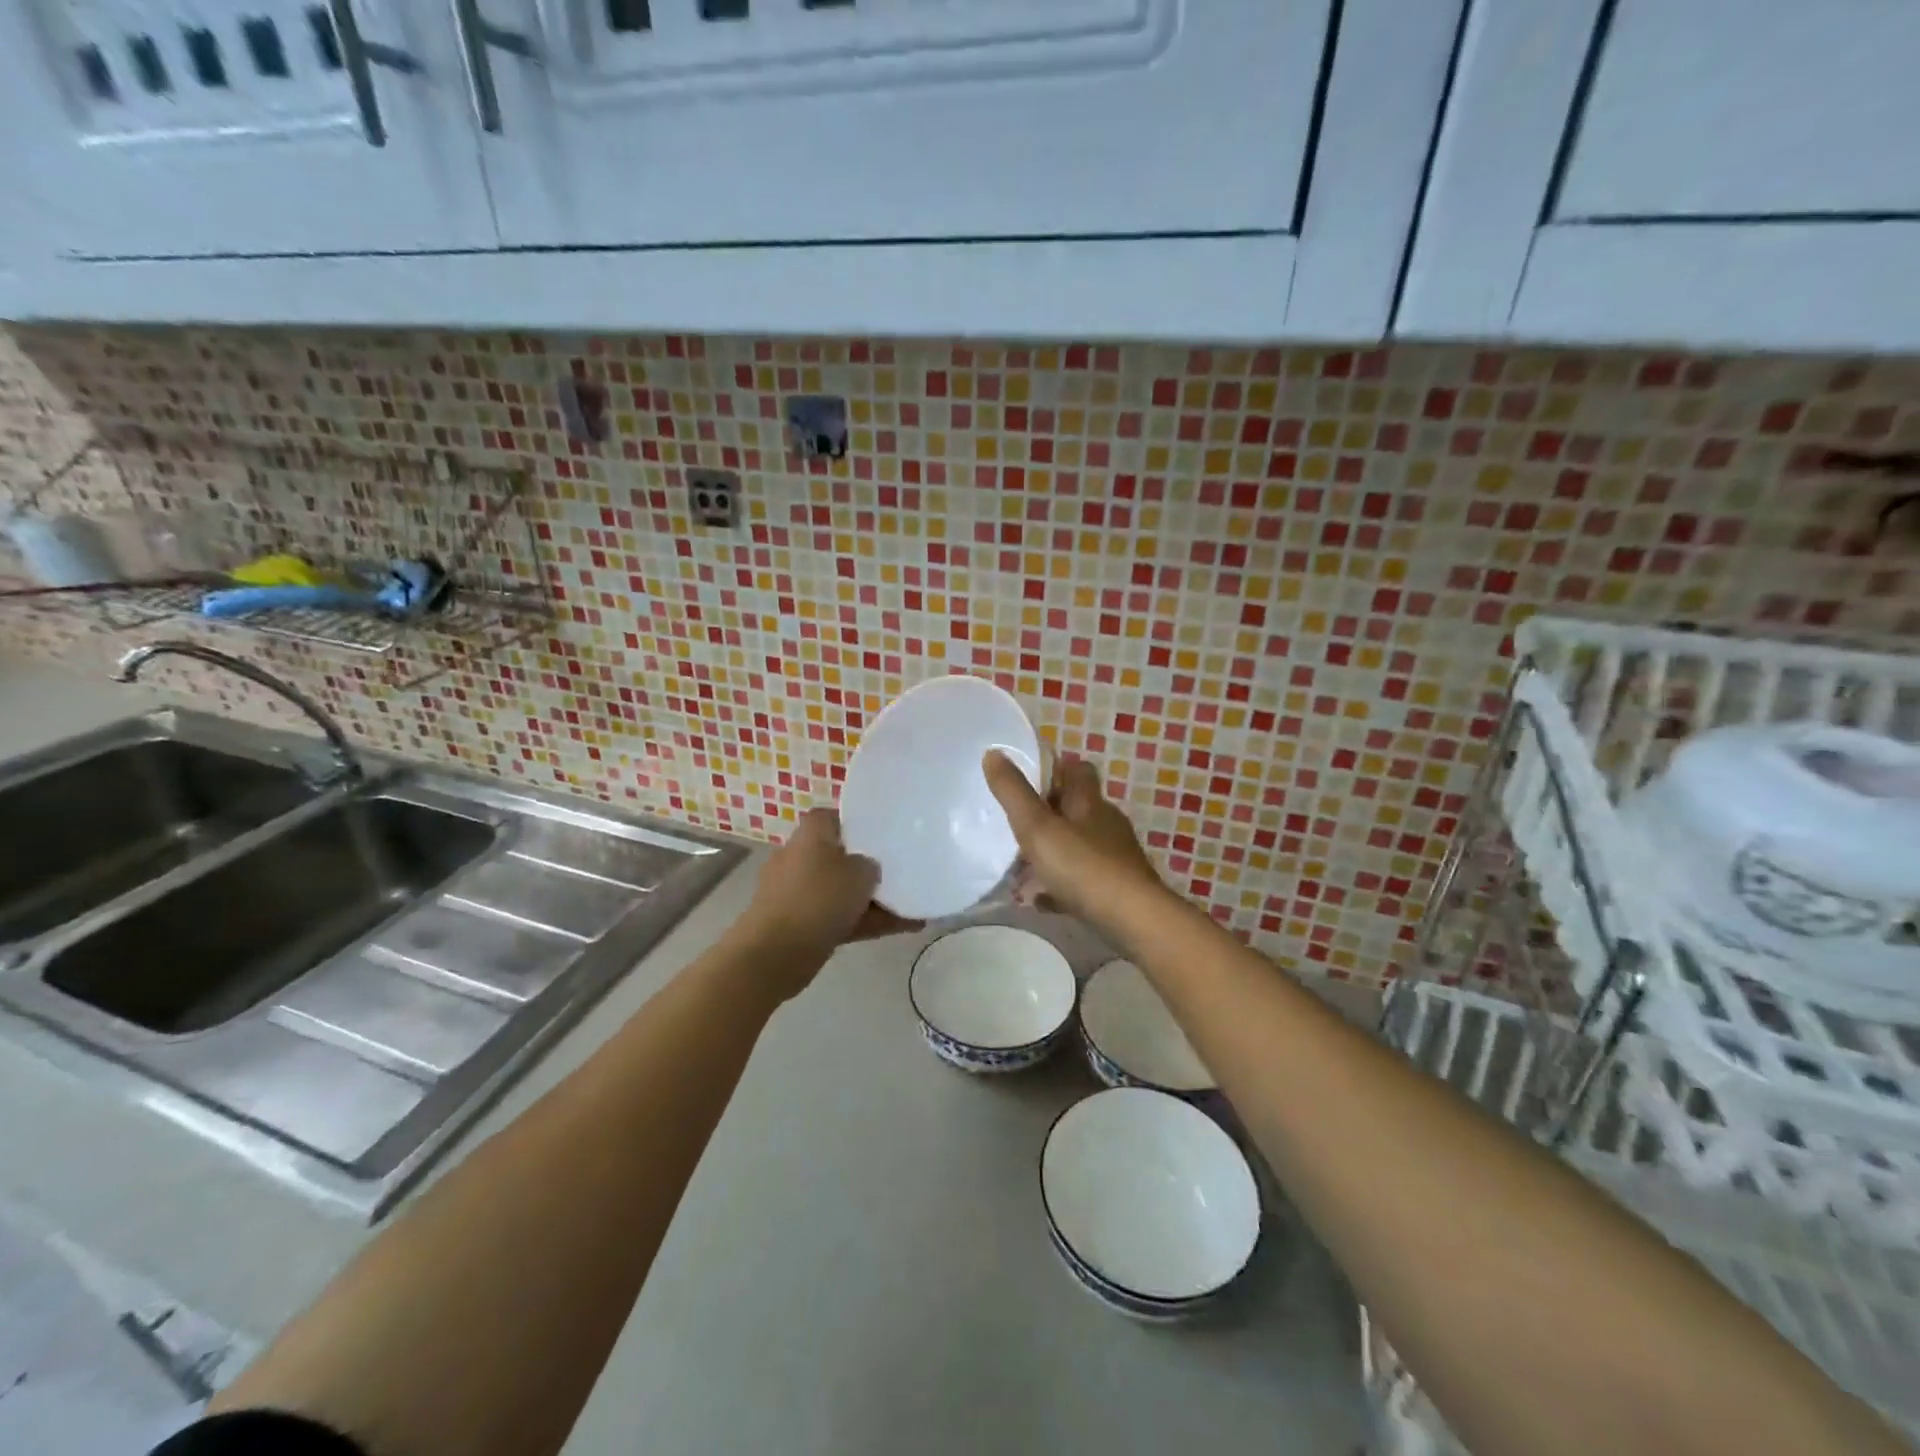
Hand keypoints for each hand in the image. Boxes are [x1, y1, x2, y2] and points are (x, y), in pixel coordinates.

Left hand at [739, 809, 919, 981]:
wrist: (776, 953)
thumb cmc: (820, 898)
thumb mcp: (861, 872)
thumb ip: (870, 865)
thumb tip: (867, 869)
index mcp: (810, 834)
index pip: (831, 817)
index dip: (856, 824)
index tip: (881, 836)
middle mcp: (798, 857)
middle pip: (838, 856)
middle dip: (866, 868)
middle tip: (900, 874)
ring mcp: (796, 892)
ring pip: (840, 891)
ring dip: (871, 900)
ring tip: (910, 908)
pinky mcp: (797, 924)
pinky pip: (837, 917)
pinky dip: (863, 922)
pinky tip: (902, 928)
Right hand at [982, 751, 1164, 926]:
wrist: (1132, 919)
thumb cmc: (1082, 866)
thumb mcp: (1037, 826)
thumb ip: (1013, 792)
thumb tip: (993, 752)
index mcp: (1089, 802)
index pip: (1078, 769)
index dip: (1056, 769)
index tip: (1028, 779)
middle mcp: (1105, 823)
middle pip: (1076, 808)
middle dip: (1047, 814)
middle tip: (1015, 826)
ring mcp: (1114, 857)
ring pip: (1077, 845)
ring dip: (1051, 852)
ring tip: (1019, 868)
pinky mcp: (1116, 888)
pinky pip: (1081, 880)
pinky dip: (1059, 885)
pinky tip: (1039, 900)